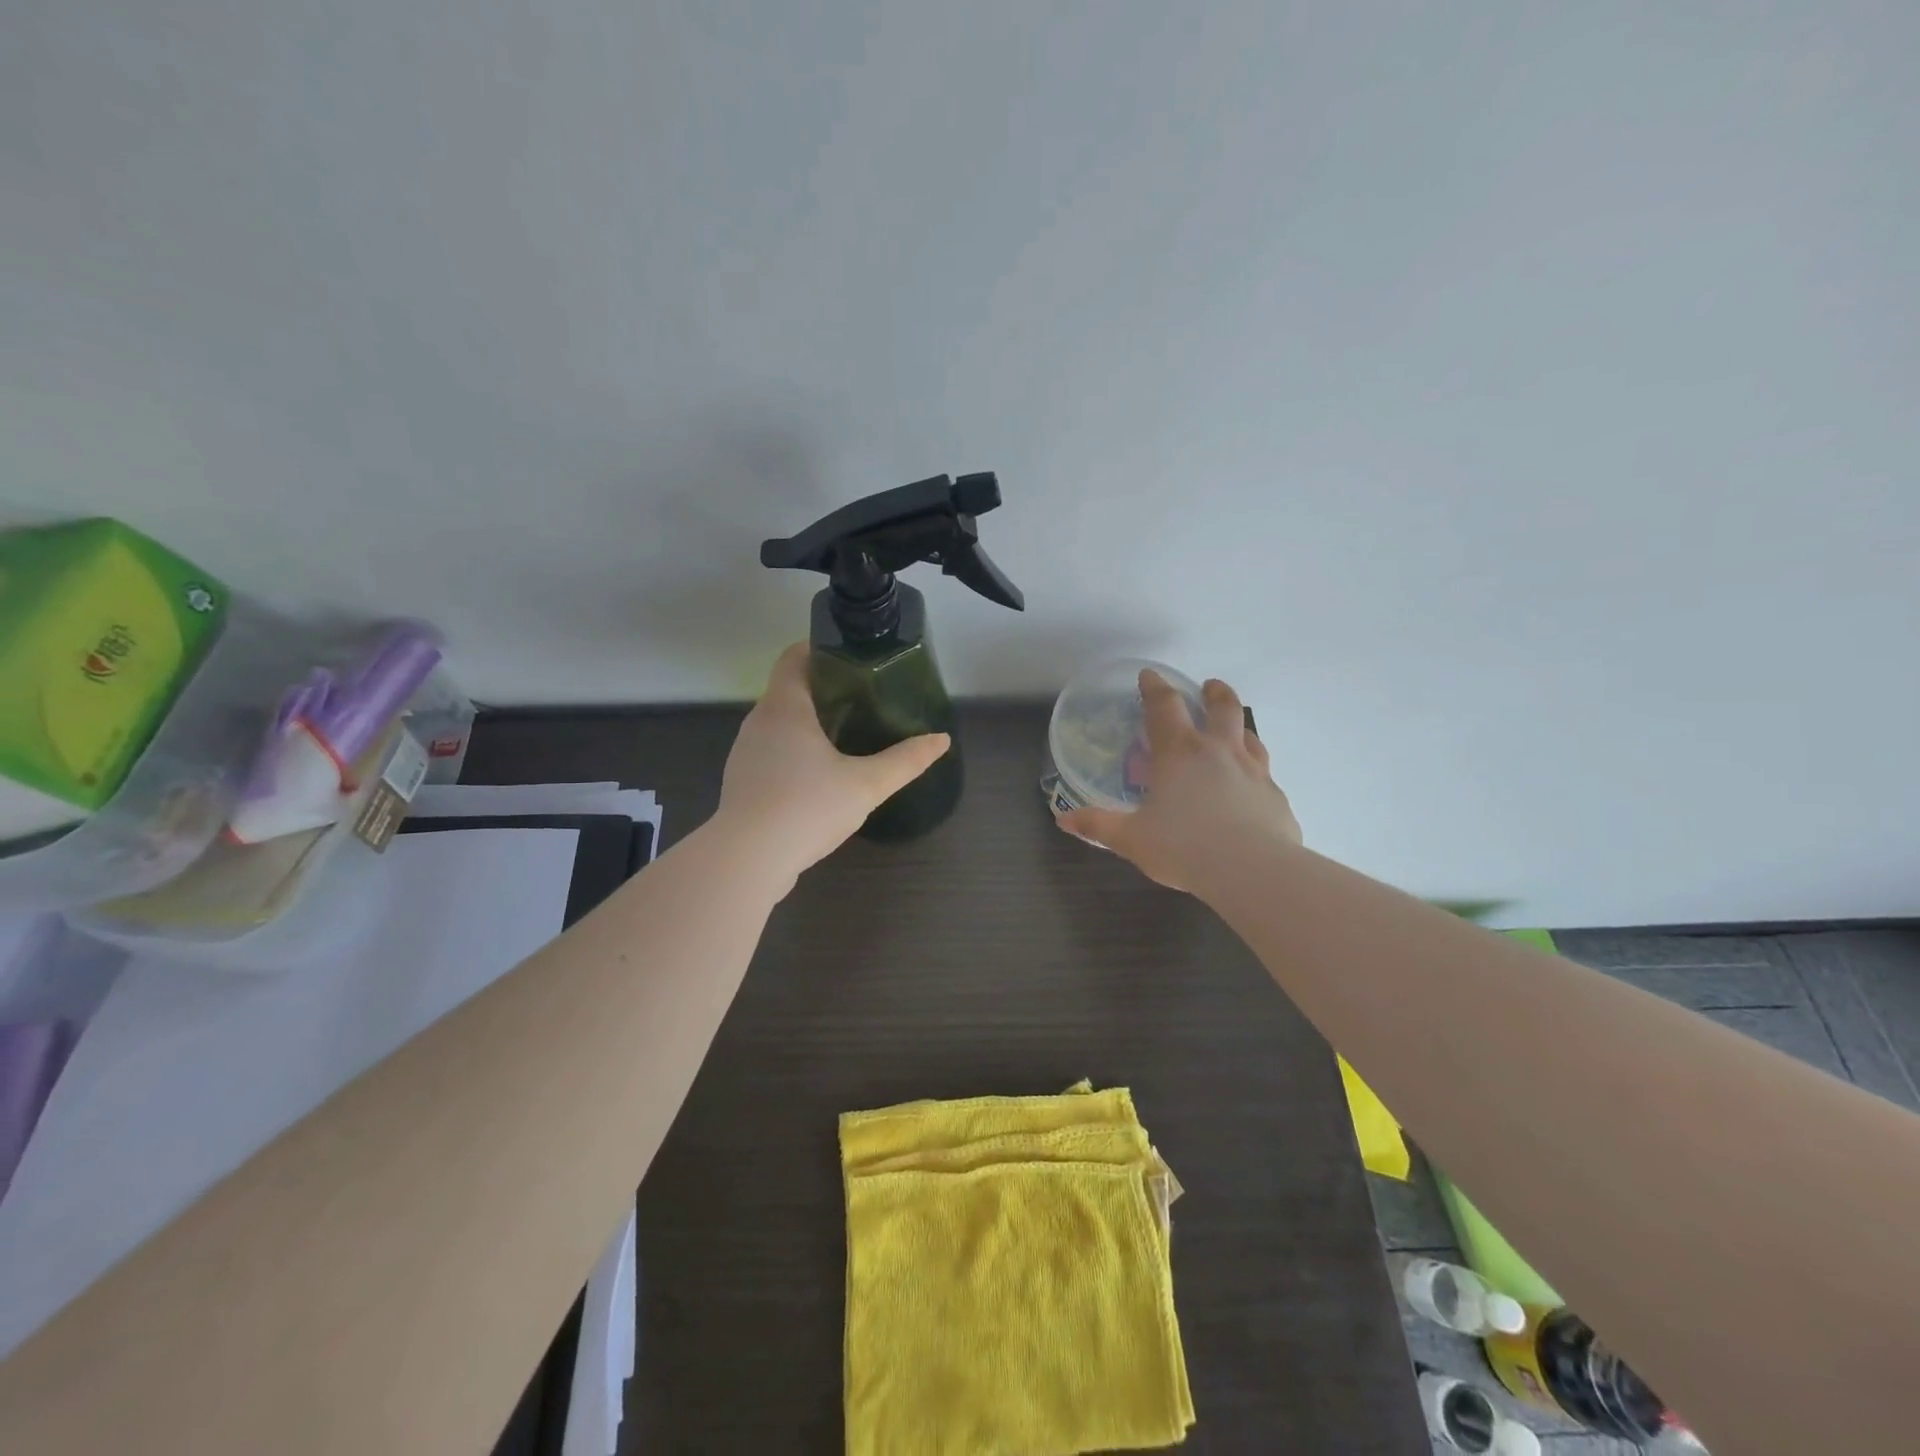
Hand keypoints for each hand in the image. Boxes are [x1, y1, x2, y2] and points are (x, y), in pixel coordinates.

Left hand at [716, 643, 949, 884]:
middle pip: (789, 689)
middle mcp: (759, 721)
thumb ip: (905, 761)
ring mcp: (745, 752)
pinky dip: (794, 751)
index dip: (820, 650)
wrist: (748, 859)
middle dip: (824, 689)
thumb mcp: (867, 784)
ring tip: (845, 735)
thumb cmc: (807, 807)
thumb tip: (941, 740)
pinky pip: (771, 752)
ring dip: (808, 723)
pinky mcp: (742, 781)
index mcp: (785, 707)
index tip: (853, 659)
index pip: (794, 657)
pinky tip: (818, 776)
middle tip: (863, 699)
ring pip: (779, 723)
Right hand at [1057, 671, 1300, 892]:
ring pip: (1249, 735)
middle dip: (1213, 692)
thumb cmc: (1184, 847)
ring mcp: (1254, 771)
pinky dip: (1254, 770)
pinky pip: (1265, 773)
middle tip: (1208, 687)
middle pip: (1222, 707)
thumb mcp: (1132, 839)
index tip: (1149, 676)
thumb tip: (1065, 820)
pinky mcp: (1275, 796)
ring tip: (1232, 731)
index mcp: (1179, 752)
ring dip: (1238, 726)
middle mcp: (1219, 751)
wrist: (1253, 871)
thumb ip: (1099, 825)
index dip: (1154, 687)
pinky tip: (1249, 787)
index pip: (1164, 706)